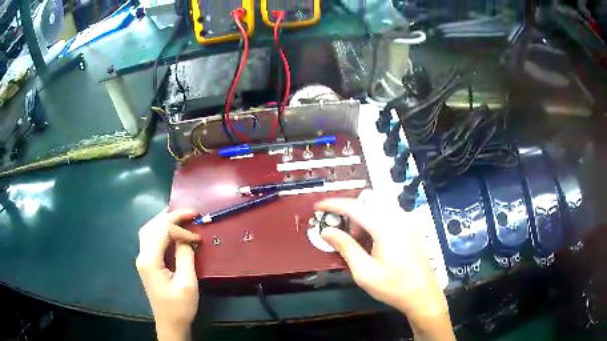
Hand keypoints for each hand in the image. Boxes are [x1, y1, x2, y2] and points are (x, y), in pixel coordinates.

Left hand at [136, 209, 200, 340]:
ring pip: (149, 230)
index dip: (181, 230)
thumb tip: (186, 238)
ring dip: (164, 220)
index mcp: (150, 260)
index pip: (162, 232)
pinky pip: (151, 238)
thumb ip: (185, 256)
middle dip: (171, 216)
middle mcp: (142, 255)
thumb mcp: (187, 283)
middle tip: (191, 213)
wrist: (170, 323)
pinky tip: (171, 229)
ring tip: (181, 216)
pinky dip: (161, 229)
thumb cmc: (180, 306)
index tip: (198, 238)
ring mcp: (143, 259)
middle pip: (152, 226)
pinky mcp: (147, 263)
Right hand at [316, 193, 454, 340]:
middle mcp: (399, 217)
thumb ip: (345, 247)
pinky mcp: (413, 226)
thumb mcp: (364, 272)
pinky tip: (376, 242)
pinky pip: (390, 213)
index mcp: (386, 227)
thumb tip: (326, 231)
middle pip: (368, 201)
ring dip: (364, 217)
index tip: (318, 207)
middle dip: (351, 213)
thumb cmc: (392, 286)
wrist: (422, 294)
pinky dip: (377, 220)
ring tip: (361, 242)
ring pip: (379, 206)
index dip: (333, 204)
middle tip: (344, 234)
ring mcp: (409, 220)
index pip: (354, 207)